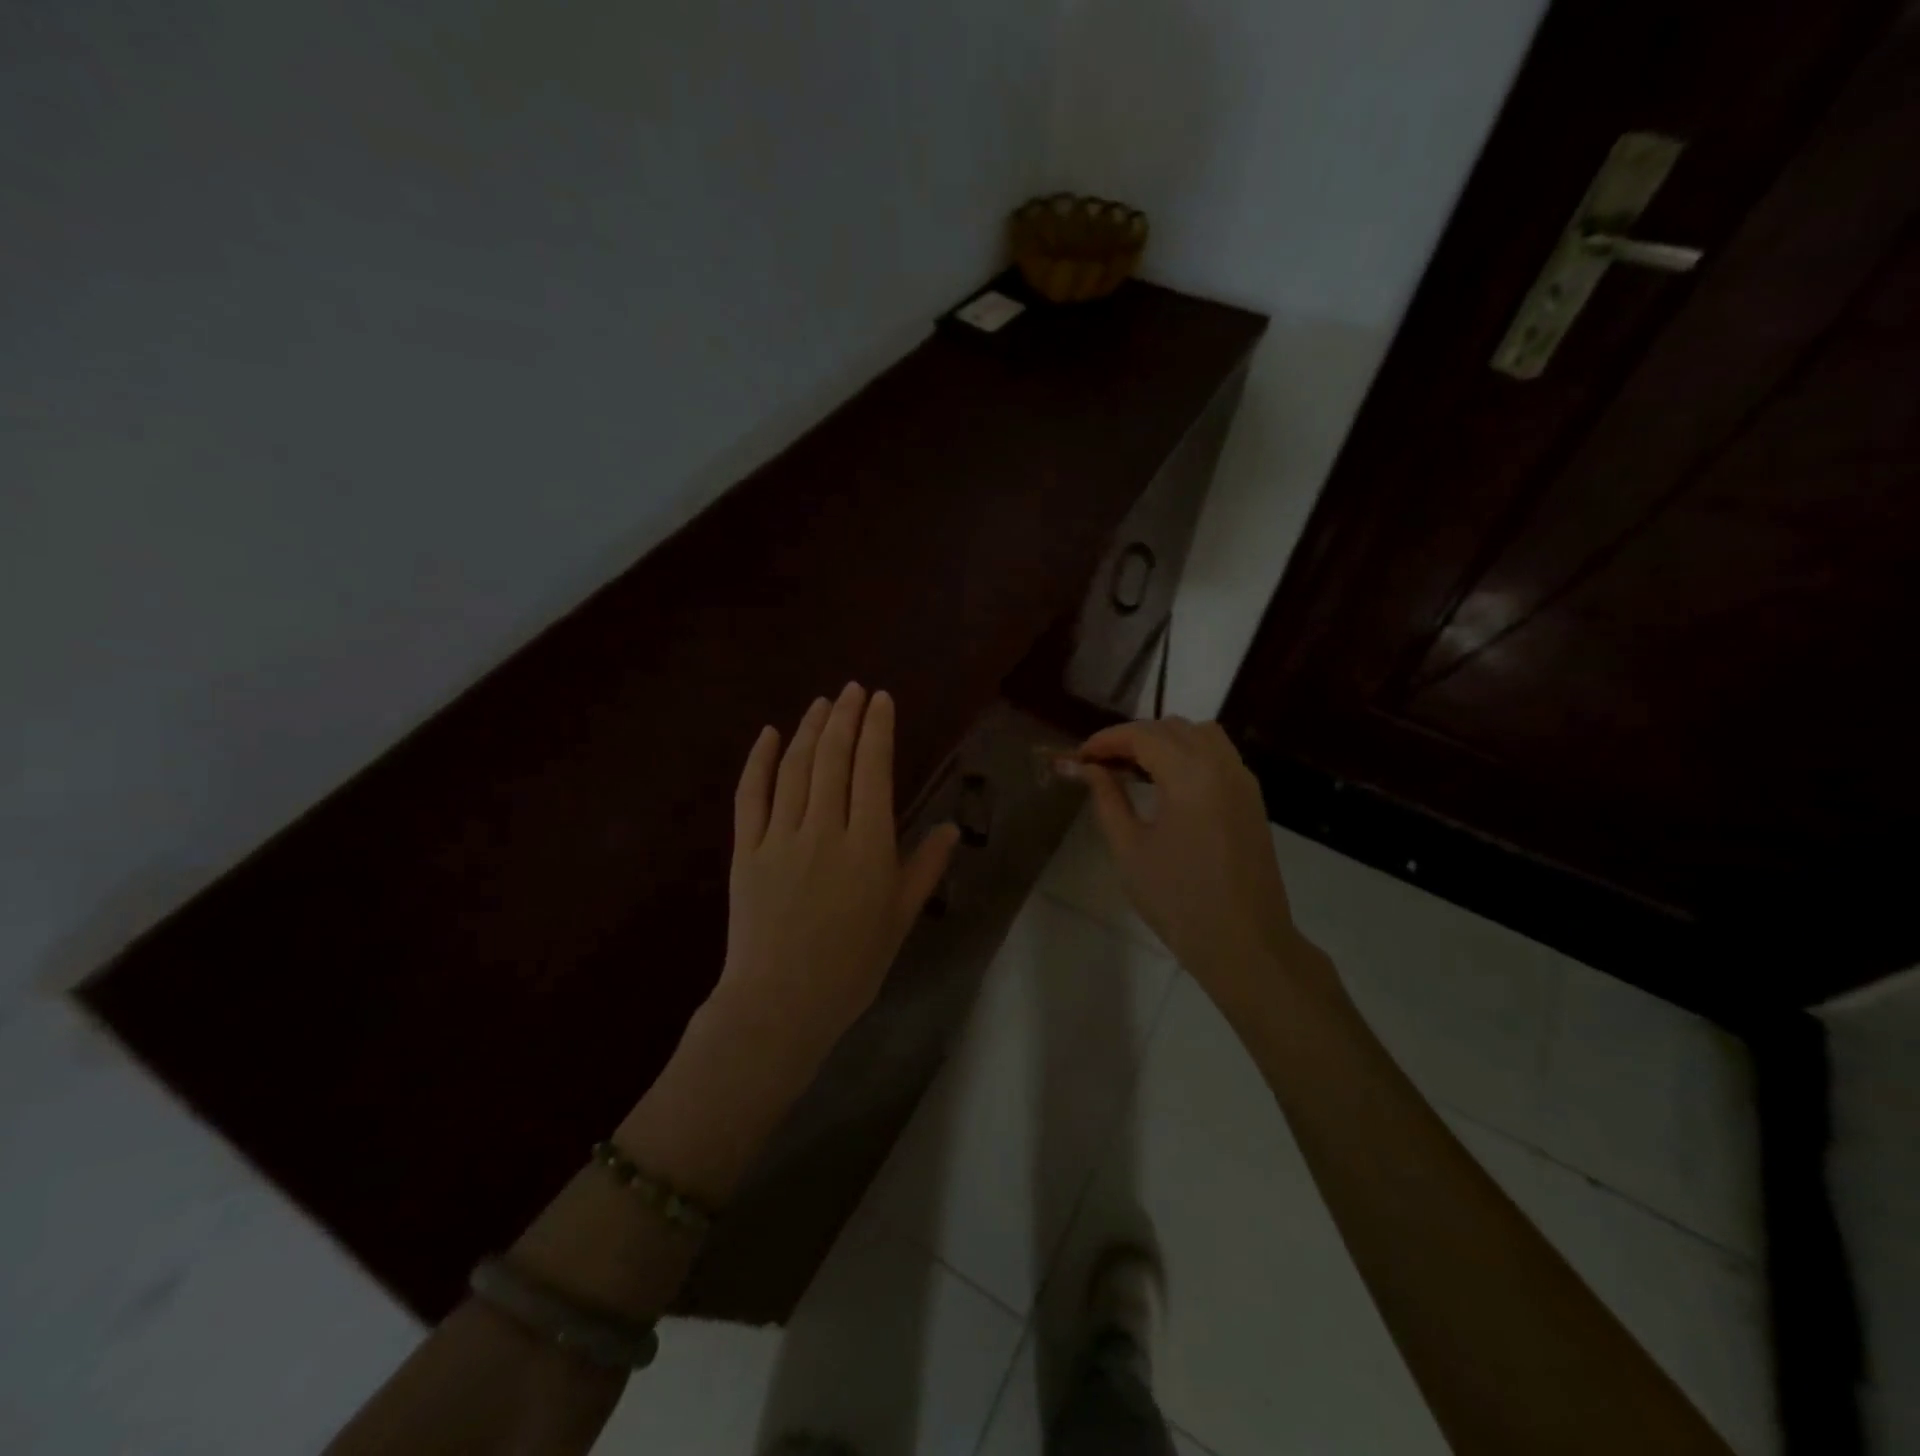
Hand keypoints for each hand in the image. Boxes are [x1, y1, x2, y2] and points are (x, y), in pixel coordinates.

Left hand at [708, 683, 958, 1073]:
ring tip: (822, 703)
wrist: (780, 1005)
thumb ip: (925, 868)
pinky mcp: (746, 851)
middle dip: (845, 717)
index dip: (877, 729)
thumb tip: (953, 828)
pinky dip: (760, 761)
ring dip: (810, 730)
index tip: (881, 699)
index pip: (873, 771)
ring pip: (796, 769)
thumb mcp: (900, 919)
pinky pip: (750, 796)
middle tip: (853, 689)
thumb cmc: (851, 966)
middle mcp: (824, 831)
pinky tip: (770, 735)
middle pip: (834, 759)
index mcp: (867, 847)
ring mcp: (780, 838)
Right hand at [1070, 718, 1320, 1009]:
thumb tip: (1089, 769)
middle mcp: (1221, 765)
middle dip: (1133, 737)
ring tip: (1135, 769)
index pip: (1142, 735)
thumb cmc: (1178, 899)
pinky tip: (1168, 783)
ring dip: (1164, 740)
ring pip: (1200, 734)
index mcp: (1190, 775)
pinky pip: (1219, 755)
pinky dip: (1189, 754)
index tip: (1080, 756)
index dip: (1107, 739)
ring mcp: (1243, 780)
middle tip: (1101, 764)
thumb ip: (1108, 799)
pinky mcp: (1252, 799)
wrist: (1244, 942)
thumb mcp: (1130, 849)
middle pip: (1172, 727)